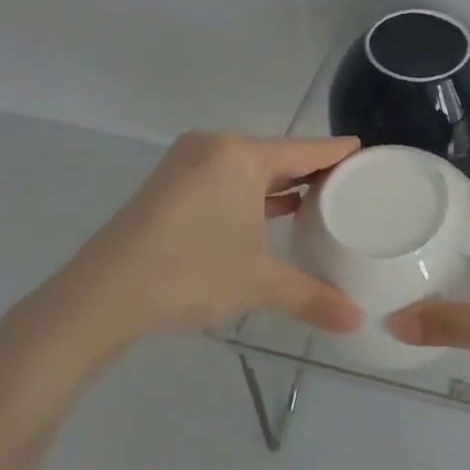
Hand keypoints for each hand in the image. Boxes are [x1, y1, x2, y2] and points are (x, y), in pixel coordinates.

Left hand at [19, 132, 365, 365]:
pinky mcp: (168, 185)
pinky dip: (251, 193)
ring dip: (280, 184)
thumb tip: (359, 321)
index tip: (368, 154)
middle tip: (351, 185)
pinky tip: (272, 212)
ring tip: (319, 200)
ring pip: (248, 168)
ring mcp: (186, 164)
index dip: (339, 153)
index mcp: (240, 156)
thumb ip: (313, 297)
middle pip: (277, 154)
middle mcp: (214, 148)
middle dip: (312, 171)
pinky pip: (225, 179)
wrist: (101, 296)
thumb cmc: (190, 273)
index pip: (306, 149)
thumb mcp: (260, 284)